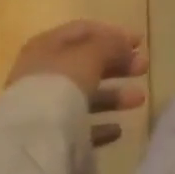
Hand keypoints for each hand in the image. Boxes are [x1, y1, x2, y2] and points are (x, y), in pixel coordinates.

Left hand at [7, 21, 148, 146]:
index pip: (84, 31)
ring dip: (114, 95)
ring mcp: (43, 107)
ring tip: (139, 100)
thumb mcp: (91, 53)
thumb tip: (125, 44)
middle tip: (144, 68)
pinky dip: (99, 125)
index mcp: (47, 46)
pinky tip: (118, 130)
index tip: (139, 43)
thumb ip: (110, 44)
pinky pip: (78, 126)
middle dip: (118, 65)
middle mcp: (42, 73)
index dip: (113, 34)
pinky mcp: (47, 137)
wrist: (31, 142)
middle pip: (87, 63)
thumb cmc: (61, 84)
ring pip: (85, 95)